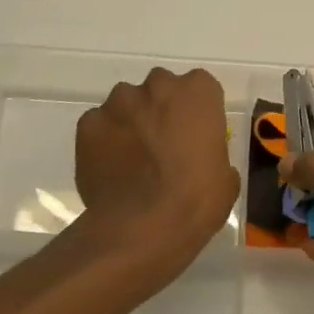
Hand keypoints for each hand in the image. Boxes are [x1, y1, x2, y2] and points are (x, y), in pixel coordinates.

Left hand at [72, 67, 241, 291]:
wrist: (142, 227)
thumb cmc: (195, 201)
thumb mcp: (225, 178)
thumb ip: (212, 152)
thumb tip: (200, 159)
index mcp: (197, 92)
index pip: (200, 88)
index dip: (197, 111)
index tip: (195, 135)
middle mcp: (157, 85)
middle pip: (160, 89)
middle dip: (161, 110)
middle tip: (163, 145)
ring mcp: (118, 102)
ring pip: (126, 104)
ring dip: (131, 122)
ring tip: (133, 159)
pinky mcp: (88, 124)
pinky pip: (99, 125)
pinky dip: (104, 140)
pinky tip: (110, 167)